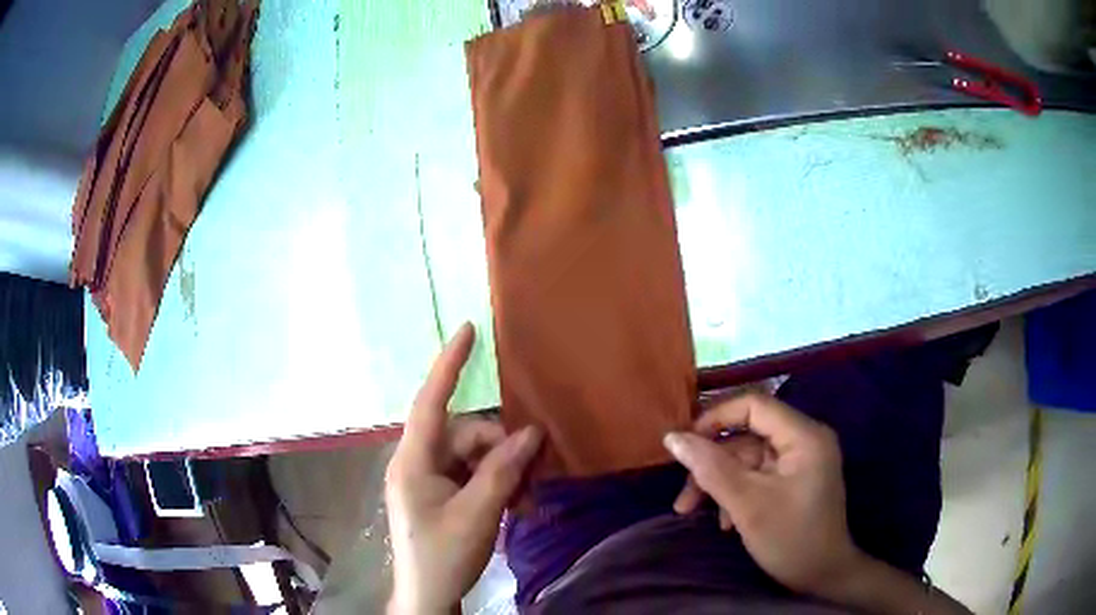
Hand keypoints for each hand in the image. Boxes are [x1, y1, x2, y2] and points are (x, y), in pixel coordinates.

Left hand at [385, 323, 542, 613]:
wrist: (428, 596)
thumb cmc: (443, 556)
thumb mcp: (477, 515)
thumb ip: (502, 471)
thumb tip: (530, 432)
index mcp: (413, 461)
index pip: (430, 401)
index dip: (448, 364)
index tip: (467, 330)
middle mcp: (419, 462)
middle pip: (466, 435)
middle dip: (504, 450)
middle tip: (535, 477)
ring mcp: (430, 479)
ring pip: (476, 456)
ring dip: (506, 473)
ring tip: (529, 501)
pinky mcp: (442, 493)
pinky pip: (474, 474)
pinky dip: (498, 484)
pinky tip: (518, 505)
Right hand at [663, 392, 864, 598]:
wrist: (823, 576)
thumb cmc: (790, 539)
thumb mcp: (747, 505)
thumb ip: (710, 469)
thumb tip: (673, 438)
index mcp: (804, 435)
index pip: (754, 405)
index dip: (715, 419)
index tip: (683, 445)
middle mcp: (805, 439)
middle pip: (747, 436)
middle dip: (712, 464)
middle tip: (683, 494)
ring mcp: (801, 461)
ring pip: (748, 459)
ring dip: (719, 483)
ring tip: (692, 512)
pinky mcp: (795, 480)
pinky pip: (758, 475)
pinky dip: (736, 492)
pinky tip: (724, 521)